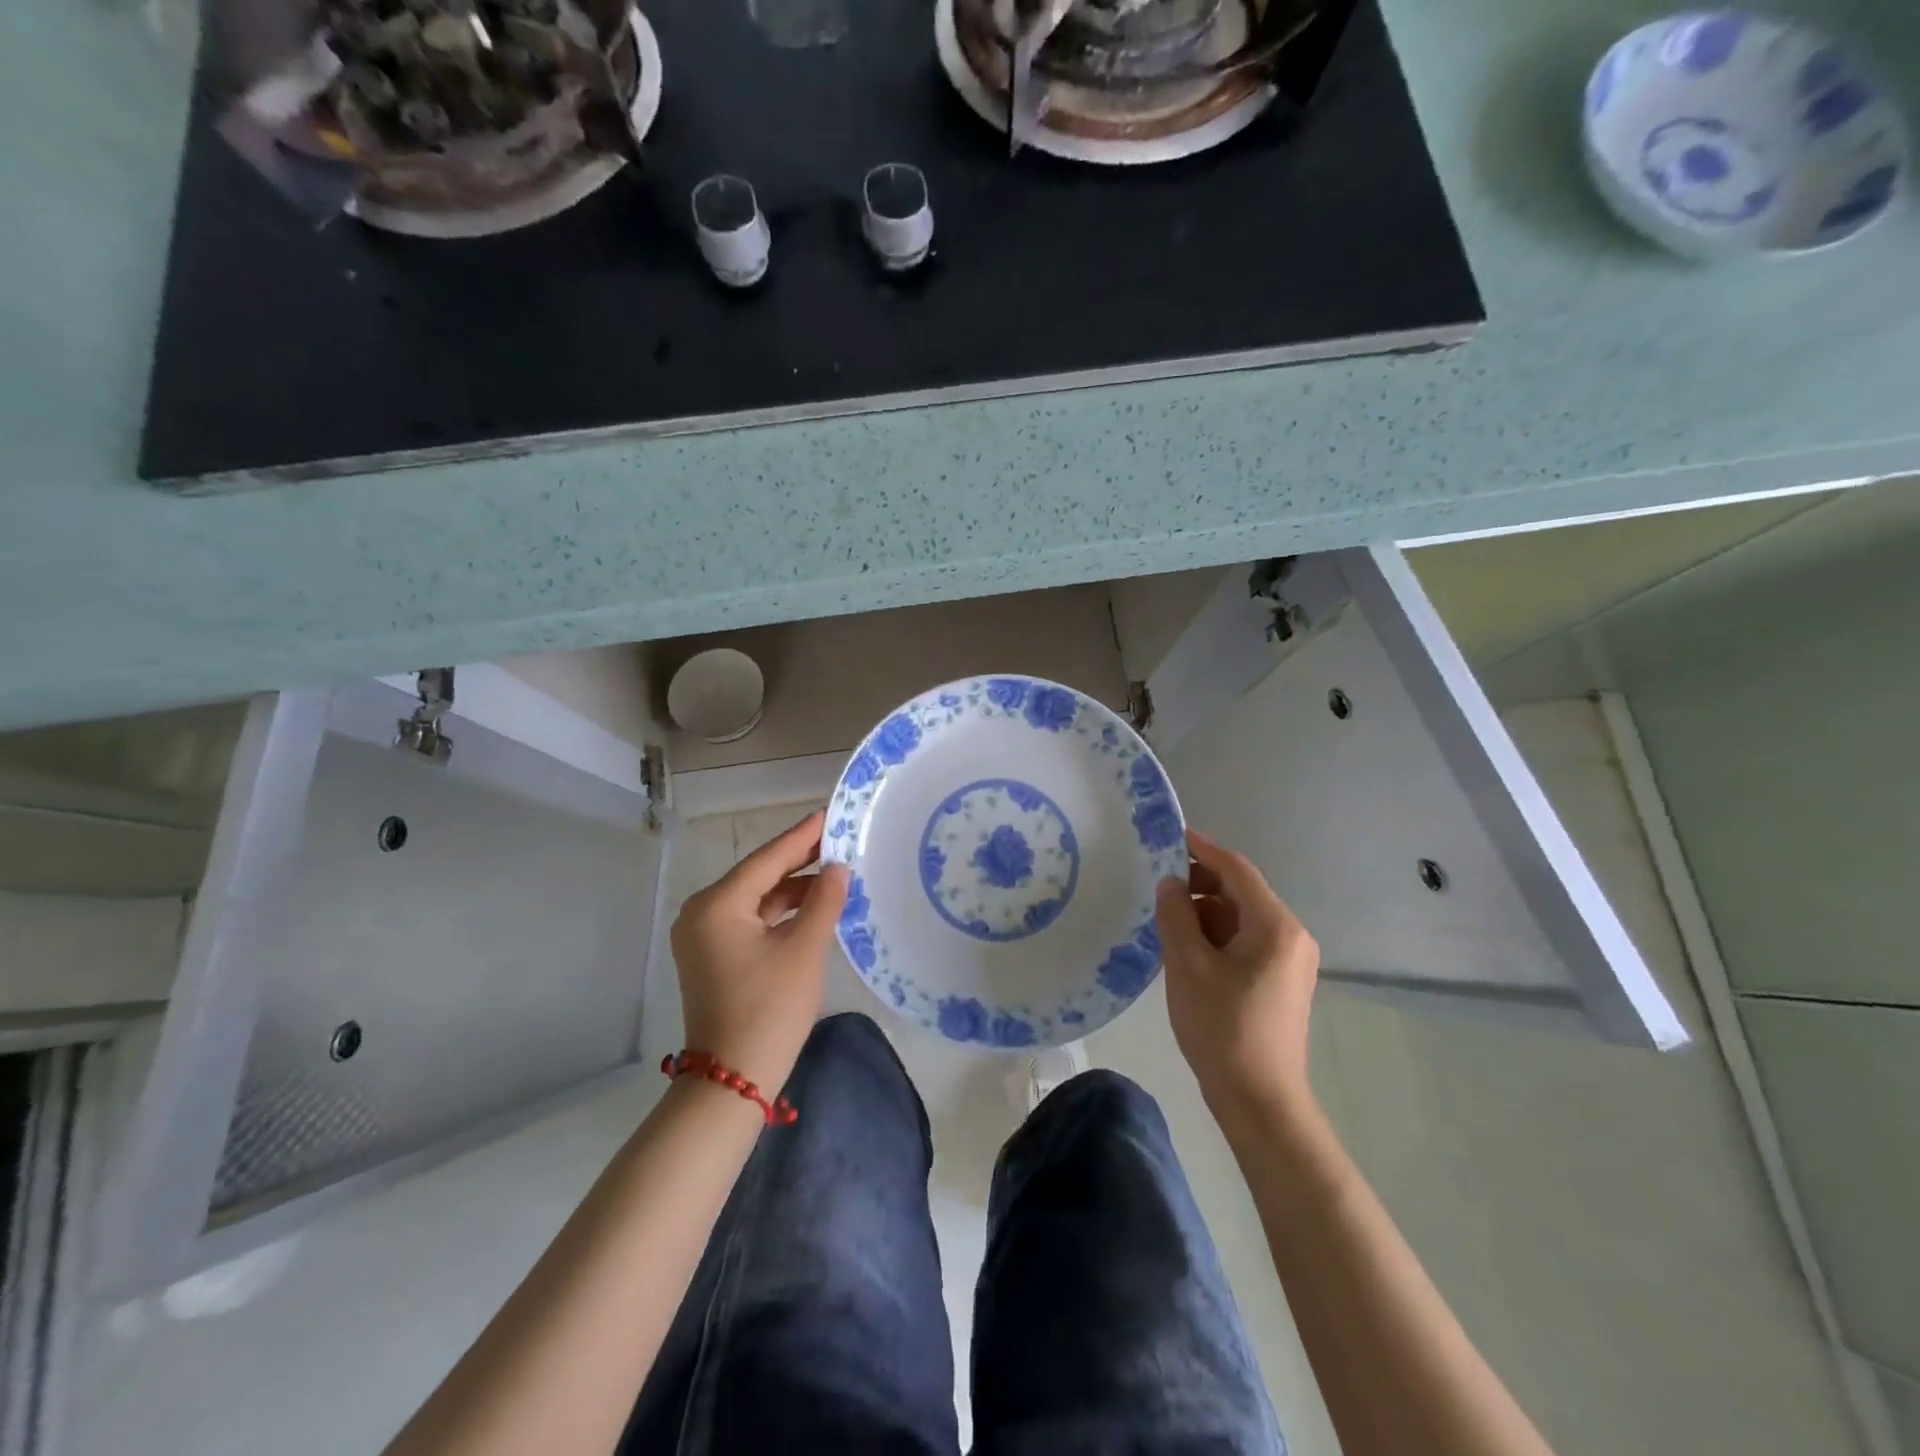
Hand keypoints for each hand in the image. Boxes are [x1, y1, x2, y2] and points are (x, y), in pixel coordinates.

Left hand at [669, 810, 849, 1094]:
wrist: (732, 1081)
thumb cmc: (769, 1009)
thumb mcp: (804, 950)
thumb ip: (823, 901)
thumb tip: (838, 868)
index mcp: (717, 904)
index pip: (767, 859)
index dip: (803, 837)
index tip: (830, 814)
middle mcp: (702, 913)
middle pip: (759, 876)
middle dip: (799, 861)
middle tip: (839, 840)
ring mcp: (704, 936)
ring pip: (756, 899)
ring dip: (793, 889)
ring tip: (835, 873)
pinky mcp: (713, 956)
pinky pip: (751, 920)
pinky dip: (780, 913)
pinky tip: (812, 906)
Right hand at [1155, 829, 1320, 1121]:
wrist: (1260, 1102)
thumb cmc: (1223, 1028)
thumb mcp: (1188, 966)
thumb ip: (1176, 915)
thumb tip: (1170, 883)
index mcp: (1276, 927)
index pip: (1237, 870)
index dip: (1202, 850)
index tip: (1170, 835)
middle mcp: (1290, 936)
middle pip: (1241, 893)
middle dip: (1199, 884)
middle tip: (1157, 885)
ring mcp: (1289, 961)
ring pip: (1240, 918)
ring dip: (1204, 913)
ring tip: (1164, 921)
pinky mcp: (1280, 982)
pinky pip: (1244, 941)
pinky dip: (1215, 936)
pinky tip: (1185, 948)